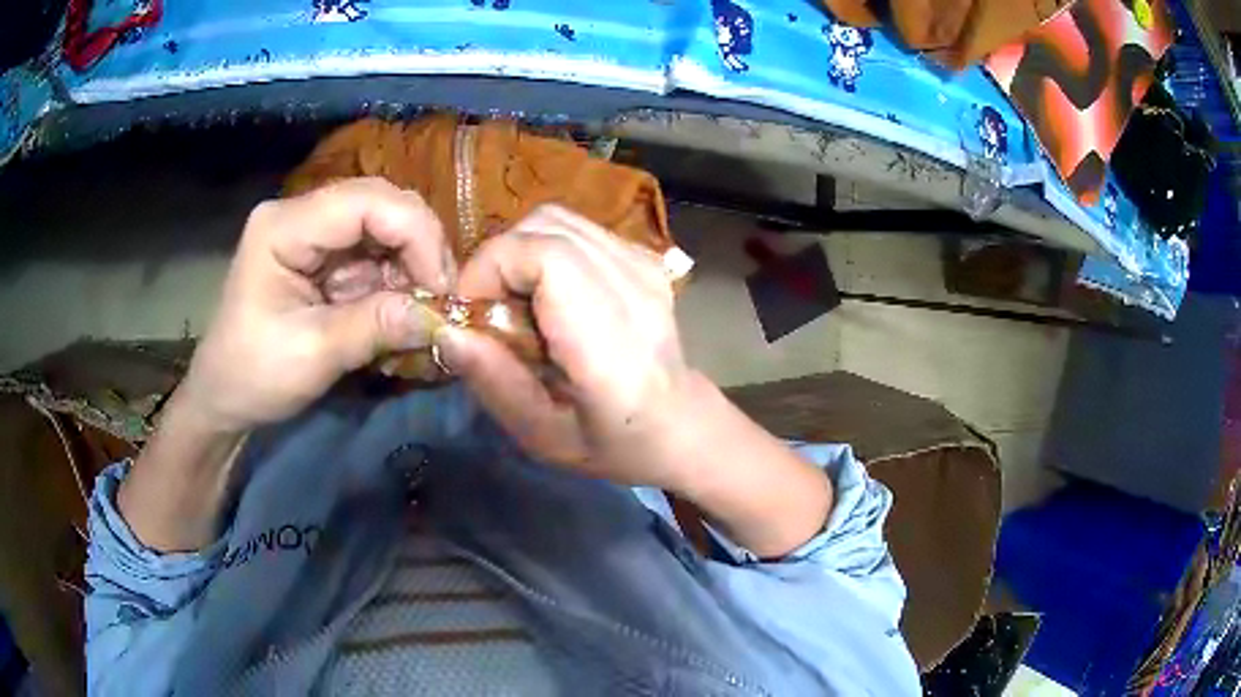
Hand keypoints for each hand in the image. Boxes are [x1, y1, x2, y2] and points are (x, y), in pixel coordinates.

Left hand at [179, 178, 452, 433]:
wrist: (223, 397)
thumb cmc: (253, 376)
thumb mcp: (312, 355)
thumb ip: (375, 326)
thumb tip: (441, 315)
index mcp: (284, 226)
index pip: (368, 201)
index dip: (416, 235)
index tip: (443, 289)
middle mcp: (300, 215)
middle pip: (381, 204)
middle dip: (419, 248)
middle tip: (442, 298)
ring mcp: (312, 232)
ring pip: (384, 227)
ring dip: (411, 267)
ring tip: (423, 310)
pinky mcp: (322, 255)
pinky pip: (374, 253)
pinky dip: (396, 280)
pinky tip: (401, 310)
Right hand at [436, 205, 692, 486]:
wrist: (681, 425)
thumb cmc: (614, 444)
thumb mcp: (543, 436)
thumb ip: (495, 383)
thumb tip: (447, 330)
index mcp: (612, 345)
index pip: (547, 256)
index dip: (492, 268)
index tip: (471, 312)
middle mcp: (635, 290)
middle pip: (546, 226)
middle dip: (498, 259)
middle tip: (489, 310)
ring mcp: (645, 265)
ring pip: (558, 218)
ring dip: (519, 251)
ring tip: (516, 301)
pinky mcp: (644, 256)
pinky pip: (576, 228)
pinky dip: (544, 248)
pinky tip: (547, 292)